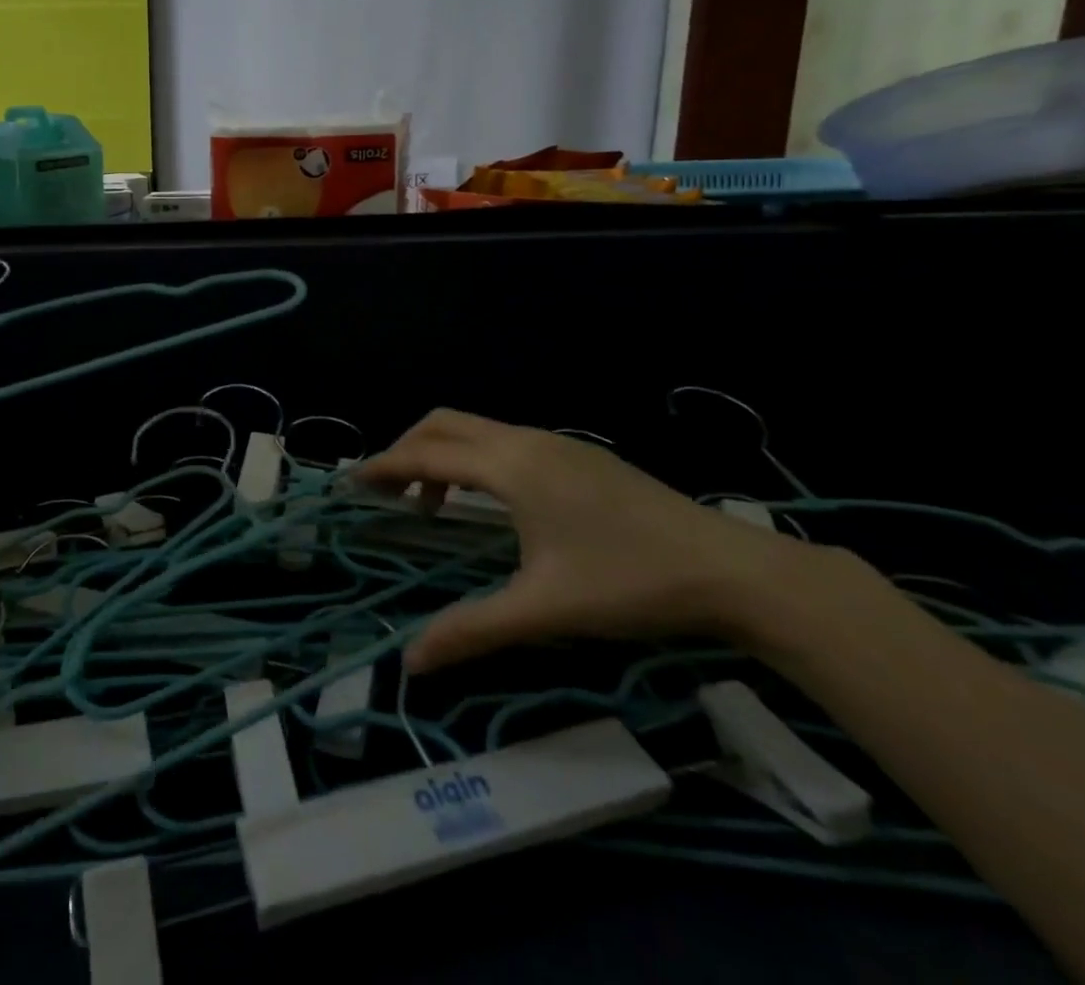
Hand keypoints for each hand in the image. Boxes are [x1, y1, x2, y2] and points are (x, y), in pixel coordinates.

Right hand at [359, 409, 812, 673]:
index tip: (352, 482)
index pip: (426, 453)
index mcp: (509, 466)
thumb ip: (471, 629)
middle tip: (389, 492)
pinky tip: (494, 506)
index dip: (384, 466)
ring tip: (435, 504)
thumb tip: (410, 661)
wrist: (732, 570)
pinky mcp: (580, 454)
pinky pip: (505, 441)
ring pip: (478, 429)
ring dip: (443, 455)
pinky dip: (476, 459)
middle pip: (444, 423)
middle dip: (407, 449)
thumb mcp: (543, 610)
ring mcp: (557, 442)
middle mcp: (526, 440)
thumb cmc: (628, 582)